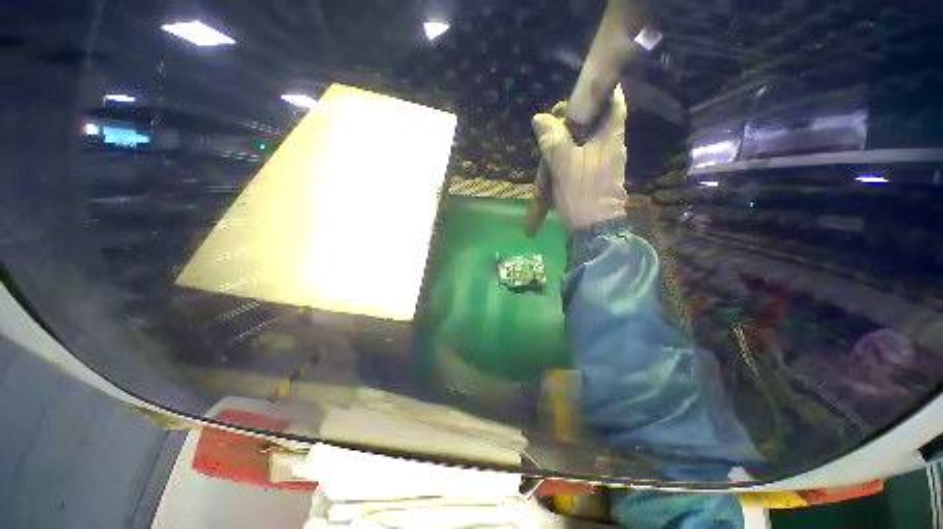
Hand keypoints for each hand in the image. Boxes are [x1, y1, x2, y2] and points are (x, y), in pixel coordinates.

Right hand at [530, 87, 627, 232]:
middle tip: (556, 119)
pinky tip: (560, 156)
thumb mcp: (564, 164)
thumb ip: (553, 139)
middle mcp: (613, 146)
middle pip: (600, 120)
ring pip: (592, 138)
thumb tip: (540, 118)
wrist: (594, 228)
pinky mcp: (600, 176)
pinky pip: (588, 154)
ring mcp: (607, 162)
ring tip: (553, 137)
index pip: (614, 102)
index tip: (580, 92)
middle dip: (580, 115)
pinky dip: (575, 150)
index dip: (601, 91)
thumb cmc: (581, 193)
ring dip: (574, 135)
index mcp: (610, 137)